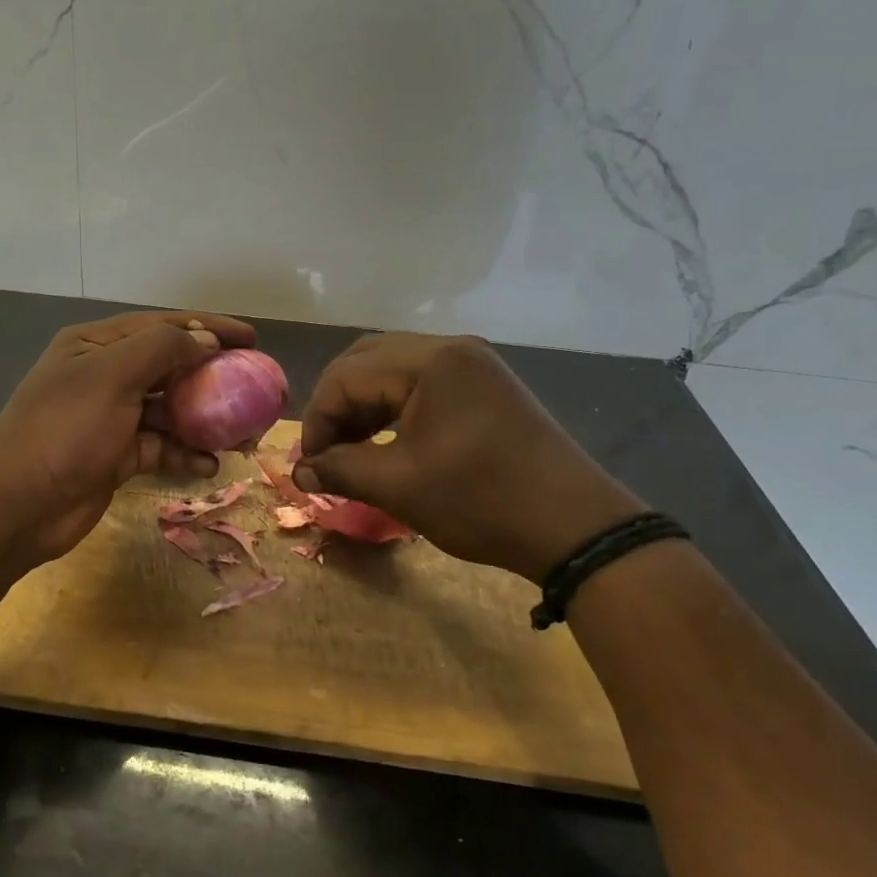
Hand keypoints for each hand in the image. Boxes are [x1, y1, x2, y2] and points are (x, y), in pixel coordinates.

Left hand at [0, 310, 258, 566]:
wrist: (16, 506)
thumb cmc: (64, 430)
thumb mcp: (112, 377)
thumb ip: (162, 349)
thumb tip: (206, 340)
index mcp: (96, 345)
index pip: (163, 326)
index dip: (209, 327)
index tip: (252, 338)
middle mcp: (105, 375)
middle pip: (170, 367)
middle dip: (212, 376)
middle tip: (254, 386)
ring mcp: (111, 418)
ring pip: (170, 410)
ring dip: (204, 420)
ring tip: (243, 433)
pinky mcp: (116, 455)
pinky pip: (161, 447)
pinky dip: (185, 453)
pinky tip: (209, 464)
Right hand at [294, 333, 645, 582]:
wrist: (576, 528)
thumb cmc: (482, 502)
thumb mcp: (400, 487)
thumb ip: (340, 470)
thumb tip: (300, 470)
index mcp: (431, 361)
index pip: (347, 376)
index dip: (318, 420)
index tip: (309, 464)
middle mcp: (451, 348)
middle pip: (366, 360)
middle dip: (336, 405)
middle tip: (324, 450)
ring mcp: (472, 364)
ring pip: (393, 369)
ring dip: (363, 405)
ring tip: (350, 449)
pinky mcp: (484, 385)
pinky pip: (422, 382)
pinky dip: (393, 407)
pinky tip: (385, 440)